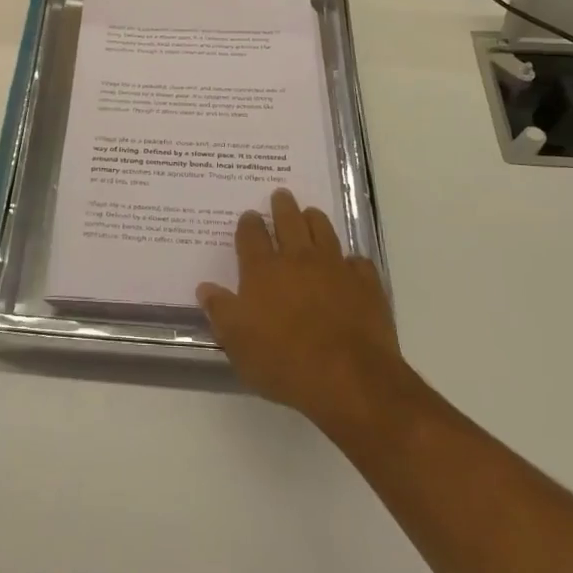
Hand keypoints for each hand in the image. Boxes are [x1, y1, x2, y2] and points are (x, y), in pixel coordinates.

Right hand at [198, 188, 407, 436]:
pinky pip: (358, 262)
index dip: (249, 224)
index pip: (251, 236)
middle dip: (283, 207)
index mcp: (263, 270)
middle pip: (289, 222)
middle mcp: (298, 259)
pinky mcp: (366, 285)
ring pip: (324, 231)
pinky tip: (350, 264)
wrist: (349, 378)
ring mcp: (335, 268)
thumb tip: (205, 287)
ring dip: (315, 219)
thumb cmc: (283, 360)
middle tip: (281, 194)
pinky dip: (351, 260)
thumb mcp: (237, 342)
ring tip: (311, 213)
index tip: (249, 216)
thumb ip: (220, 311)